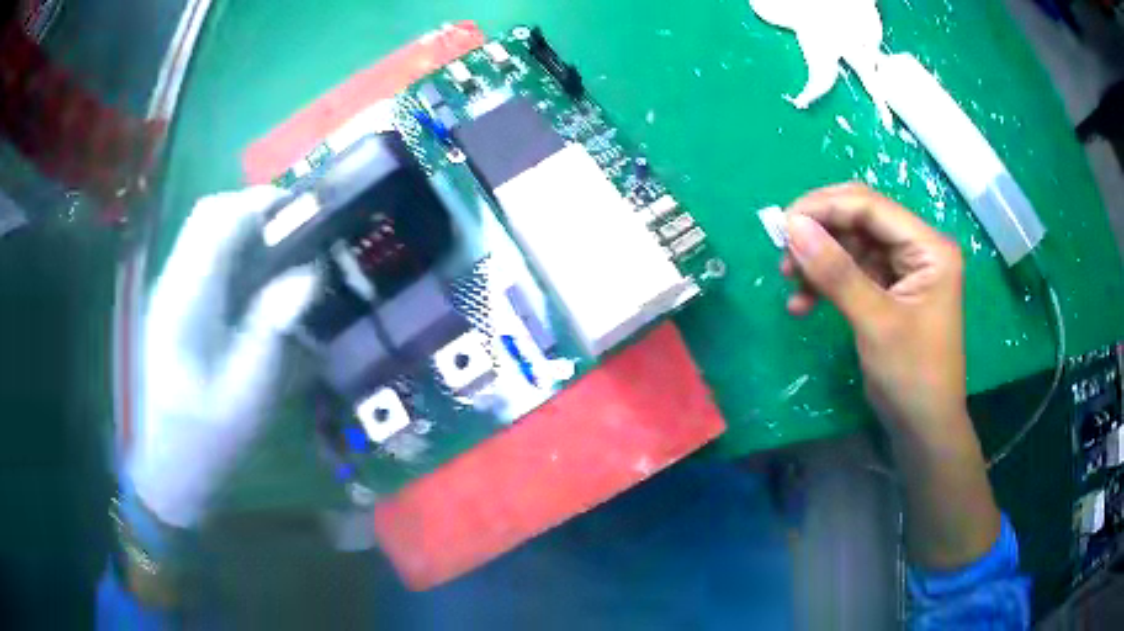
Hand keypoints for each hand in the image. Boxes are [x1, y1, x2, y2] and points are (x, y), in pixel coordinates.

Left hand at [128, 186, 319, 528]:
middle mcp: (171, 284)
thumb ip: (271, 329)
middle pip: (207, 215)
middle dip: (252, 207)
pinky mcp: (171, 305)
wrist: (164, 469)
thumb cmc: (205, 440)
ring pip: (202, 231)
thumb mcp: (246, 394)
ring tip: (282, 248)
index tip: (303, 209)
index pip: (217, 221)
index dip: (260, 202)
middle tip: (296, 228)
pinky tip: (254, 278)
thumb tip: (306, 274)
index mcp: (185, 302)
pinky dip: (231, 250)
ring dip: (242, 226)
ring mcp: (168, 293)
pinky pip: (201, 257)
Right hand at [780, 183, 965, 435]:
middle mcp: (918, 248)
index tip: (782, 224)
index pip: (871, 207)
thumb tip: (792, 226)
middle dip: (820, 234)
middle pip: (860, 220)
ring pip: (851, 245)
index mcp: (929, 247)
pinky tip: (802, 304)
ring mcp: (904, 269)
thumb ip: (836, 272)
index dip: (825, 207)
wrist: (923, 428)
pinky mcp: (890, 290)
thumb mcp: (875, 322)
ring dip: (819, 261)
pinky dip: (827, 284)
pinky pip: (852, 272)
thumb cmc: (911, 376)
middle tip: (783, 253)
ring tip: (789, 283)